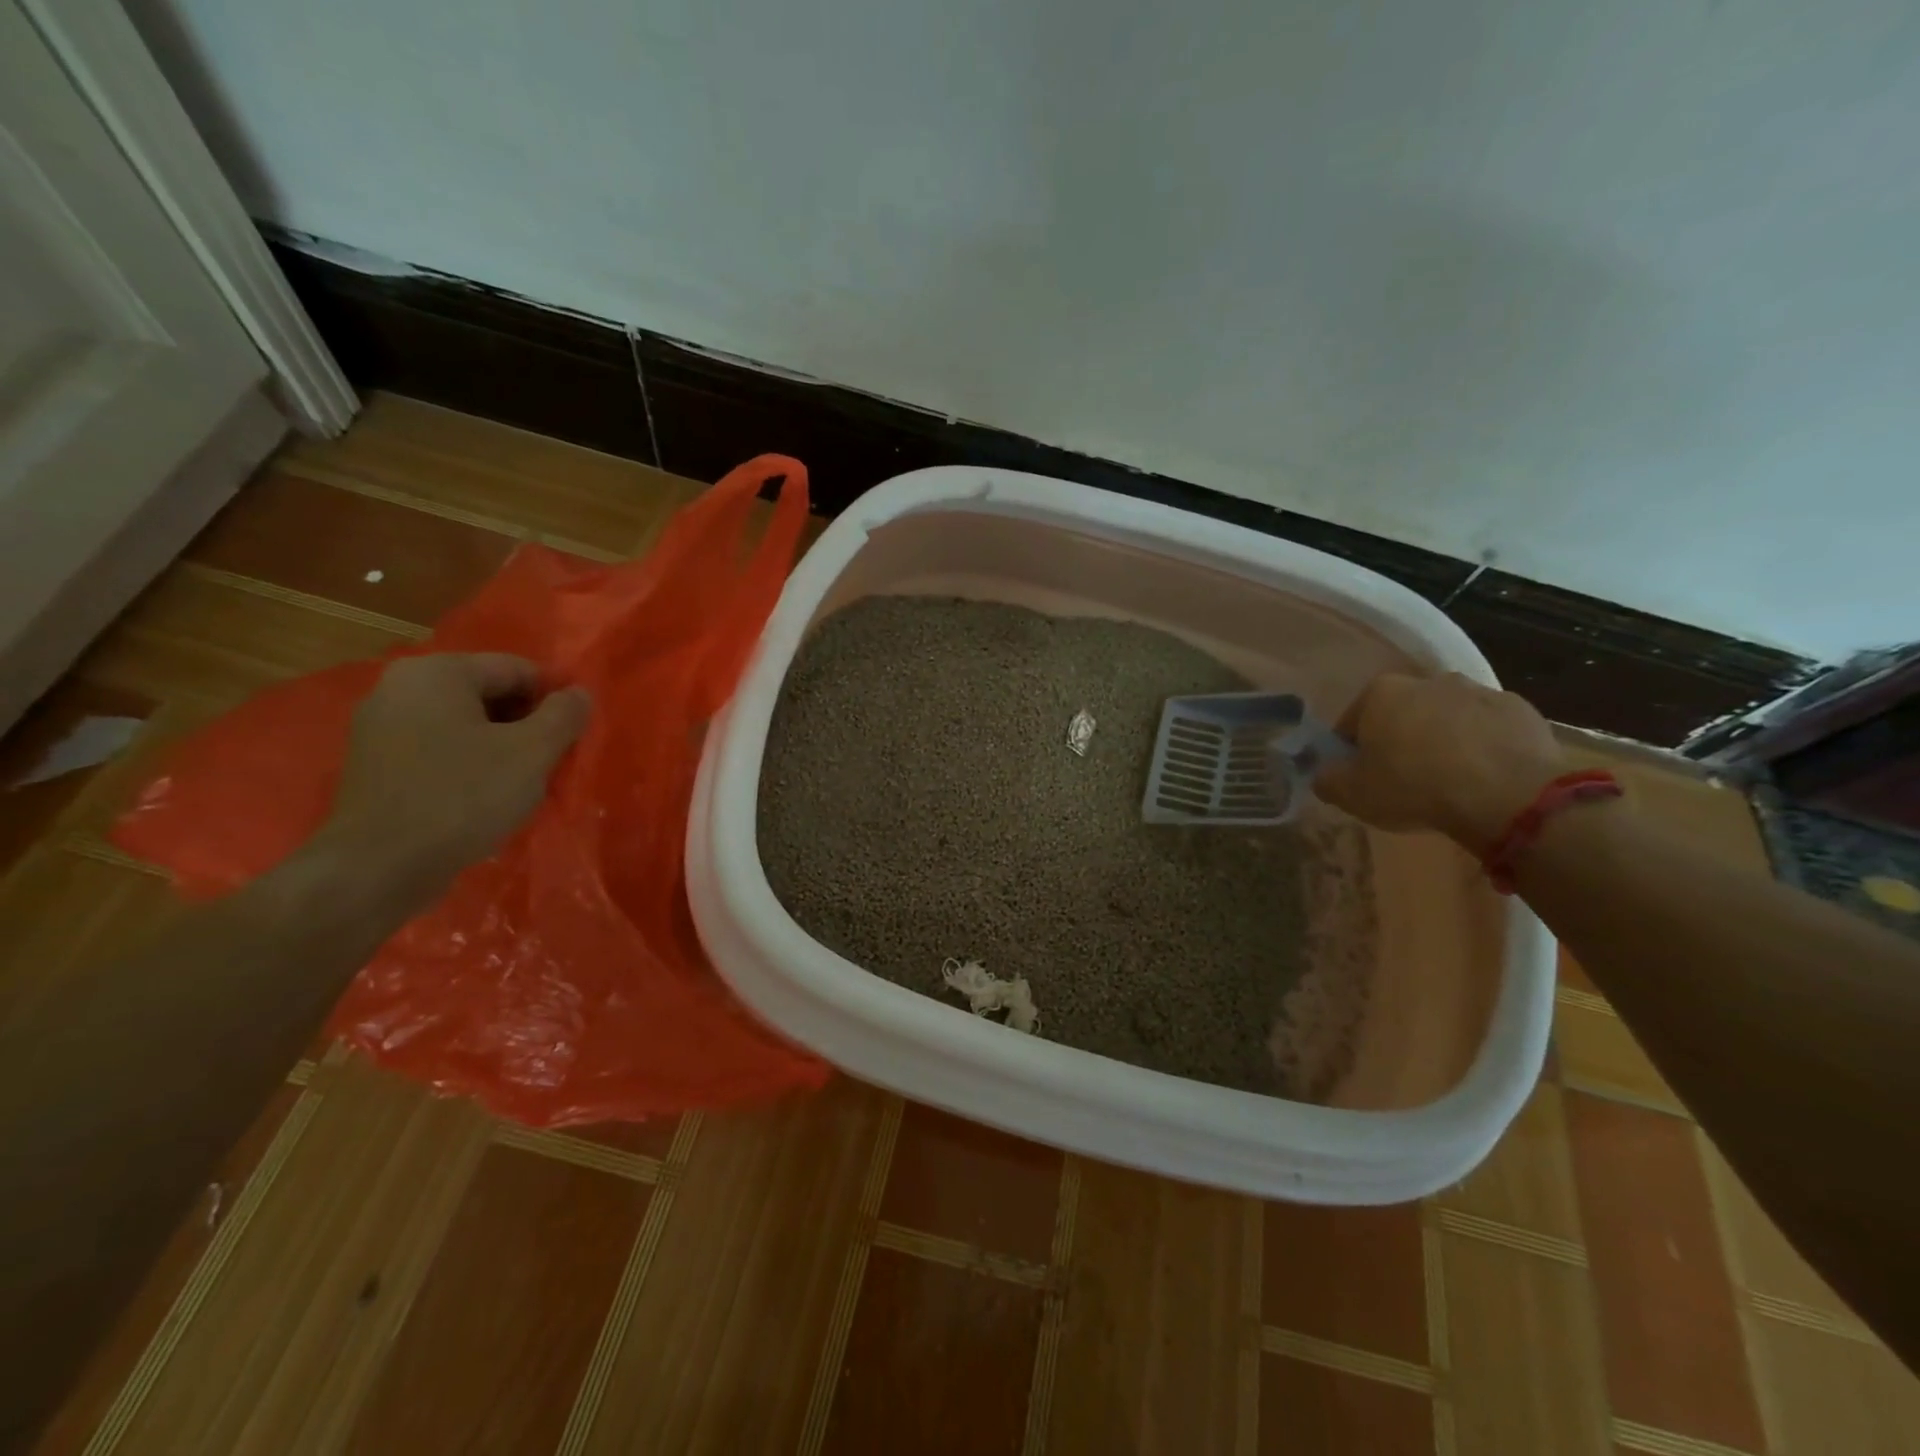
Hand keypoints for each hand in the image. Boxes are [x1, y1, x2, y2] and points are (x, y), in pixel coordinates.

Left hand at [313, 654, 590, 899]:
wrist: (378, 868)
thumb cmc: (463, 797)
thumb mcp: (533, 752)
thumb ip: (564, 715)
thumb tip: (579, 693)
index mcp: (437, 673)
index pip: (518, 670)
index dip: (553, 701)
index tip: (570, 739)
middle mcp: (399, 687)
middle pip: (489, 695)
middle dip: (526, 726)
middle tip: (548, 764)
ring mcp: (380, 727)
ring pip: (465, 726)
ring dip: (501, 749)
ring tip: (520, 786)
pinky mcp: (375, 765)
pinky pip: (438, 751)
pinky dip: (468, 766)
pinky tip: (483, 800)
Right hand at [1315, 671, 1566, 851]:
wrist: (1508, 794)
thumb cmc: (1415, 787)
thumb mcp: (1351, 794)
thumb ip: (1327, 778)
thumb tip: (1324, 773)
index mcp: (1381, 692)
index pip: (1352, 722)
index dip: (1352, 752)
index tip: (1362, 778)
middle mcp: (1427, 680)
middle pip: (1402, 714)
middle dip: (1400, 739)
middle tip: (1404, 780)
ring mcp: (1478, 690)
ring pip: (1447, 718)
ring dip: (1443, 740)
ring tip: (1449, 780)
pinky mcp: (1520, 709)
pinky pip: (1488, 728)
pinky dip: (1482, 746)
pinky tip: (1484, 777)